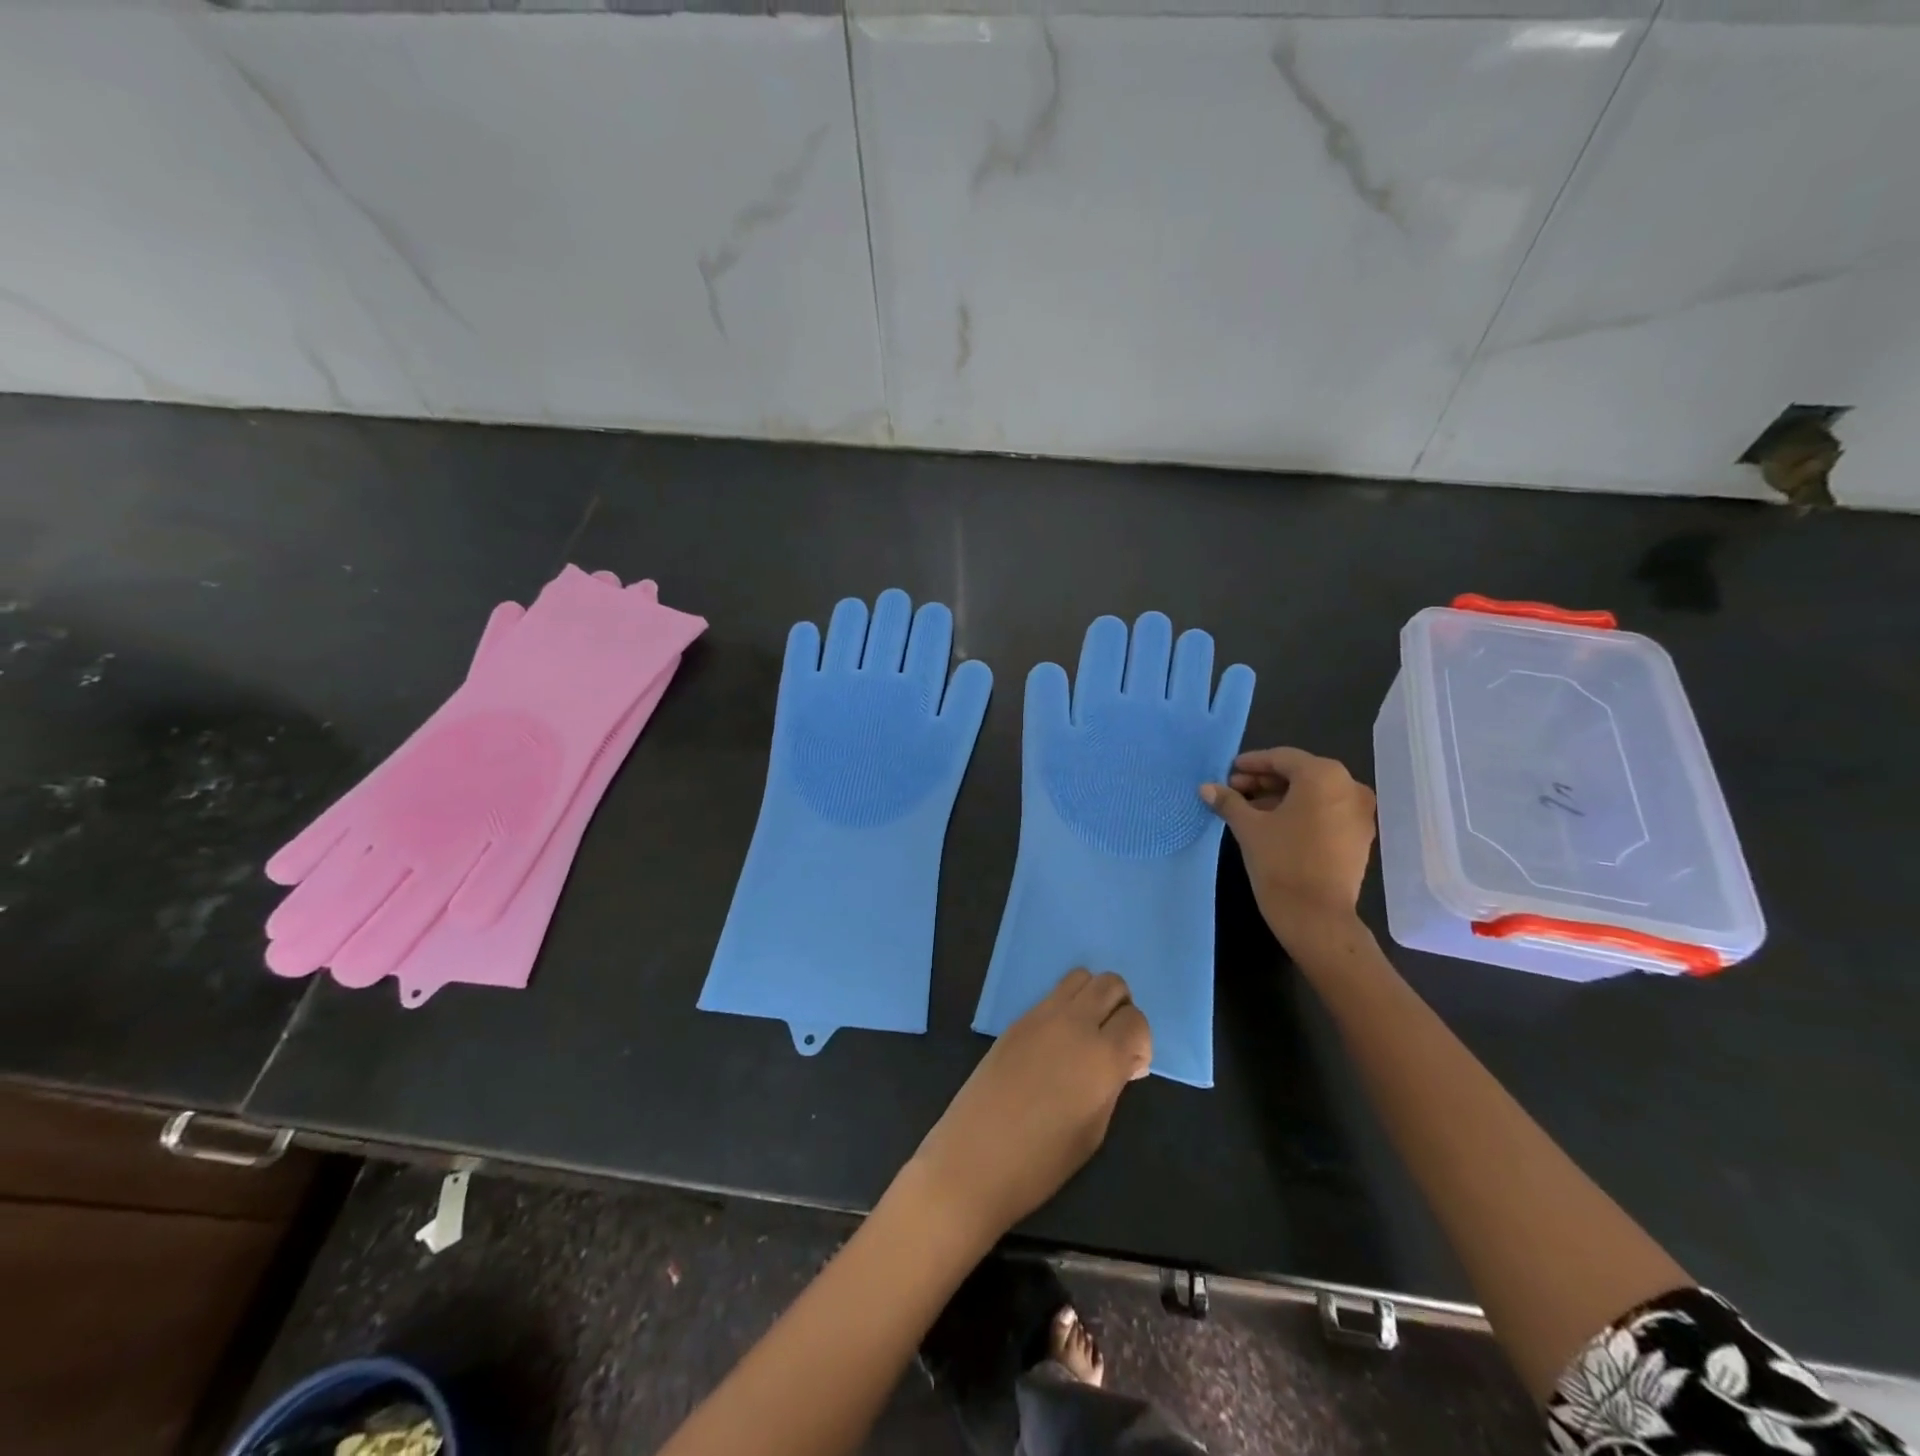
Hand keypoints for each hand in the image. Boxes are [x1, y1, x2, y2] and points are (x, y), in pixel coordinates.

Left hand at [910, 969, 1151, 1242]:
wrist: (974, 1158)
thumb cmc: (1041, 1161)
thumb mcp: (1094, 1130)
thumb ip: (1112, 1084)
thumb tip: (1122, 1062)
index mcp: (1101, 1055)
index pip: (1137, 1020)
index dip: (1141, 1043)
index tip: (1130, 1070)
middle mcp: (1074, 1023)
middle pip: (1111, 984)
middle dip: (1121, 1008)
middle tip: (1114, 1044)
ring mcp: (1041, 1016)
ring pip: (1080, 978)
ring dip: (1093, 998)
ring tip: (1086, 1037)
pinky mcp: (1017, 1020)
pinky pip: (1053, 996)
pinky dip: (1067, 1008)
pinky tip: (1057, 1045)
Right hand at [1201, 747, 1376, 947]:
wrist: (1317, 917)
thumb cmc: (1281, 862)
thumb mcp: (1248, 827)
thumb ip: (1228, 802)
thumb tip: (1206, 788)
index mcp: (1323, 776)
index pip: (1282, 758)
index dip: (1252, 763)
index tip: (1228, 772)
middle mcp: (1349, 787)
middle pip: (1300, 773)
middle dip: (1265, 781)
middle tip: (1234, 791)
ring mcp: (1360, 813)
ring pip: (1314, 793)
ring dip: (1282, 797)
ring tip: (1250, 810)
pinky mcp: (1360, 836)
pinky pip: (1327, 811)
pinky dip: (1301, 812)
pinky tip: (1275, 825)